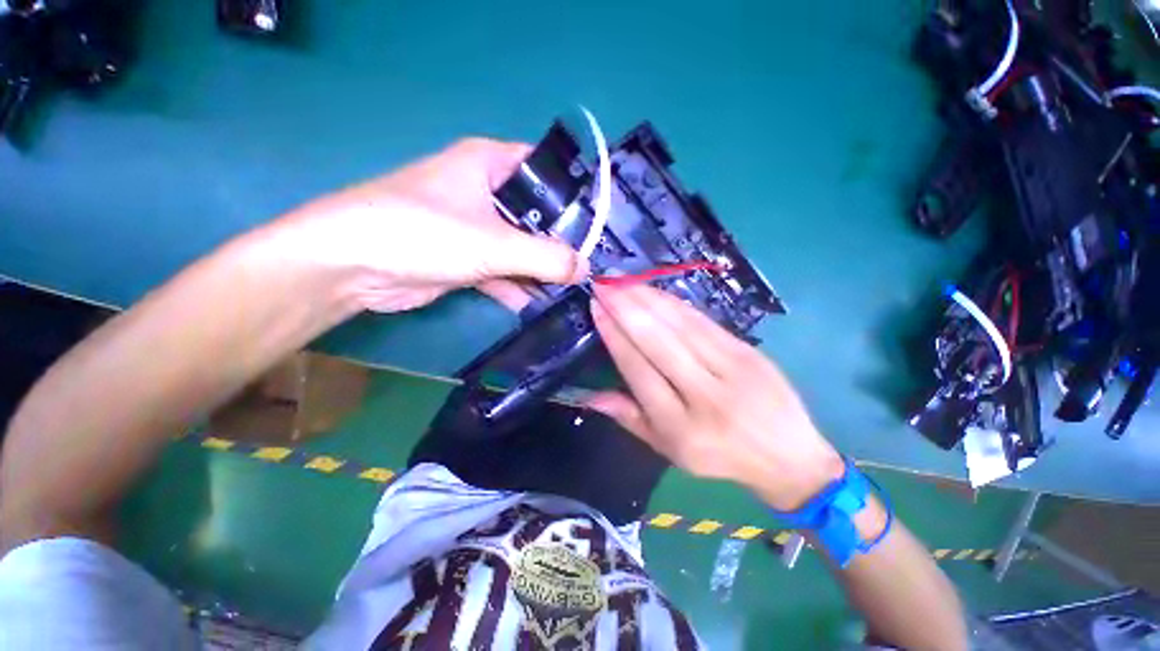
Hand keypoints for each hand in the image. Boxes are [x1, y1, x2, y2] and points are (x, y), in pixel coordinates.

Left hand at [275, 138, 584, 312]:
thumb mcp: (493, 243)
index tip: (601, 223)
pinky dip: (519, 286)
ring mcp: (476, 227)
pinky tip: (539, 305)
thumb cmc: (423, 233)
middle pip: (537, 214)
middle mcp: (485, 191)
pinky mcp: (466, 258)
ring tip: (573, 290)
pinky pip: (503, 270)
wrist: (352, 267)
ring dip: (542, 269)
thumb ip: (545, 256)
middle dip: (562, 240)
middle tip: (592, 264)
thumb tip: (586, 268)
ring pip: (521, 245)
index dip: (575, 194)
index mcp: (490, 164)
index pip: (546, 171)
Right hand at [587, 285, 844, 510]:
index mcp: (681, 427)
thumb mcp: (669, 450)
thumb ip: (629, 418)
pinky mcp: (748, 351)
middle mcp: (706, 395)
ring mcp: (732, 369)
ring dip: (648, 299)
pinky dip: (675, 303)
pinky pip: (703, 321)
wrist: (789, 457)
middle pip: (658, 341)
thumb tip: (589, 395)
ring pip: (681, 325)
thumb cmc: (720, 457)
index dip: (615, 337)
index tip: (597, 309)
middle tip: (603, 284)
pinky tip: (655, 292)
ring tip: (623, 281)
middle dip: (626, 308)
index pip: (639, 371)